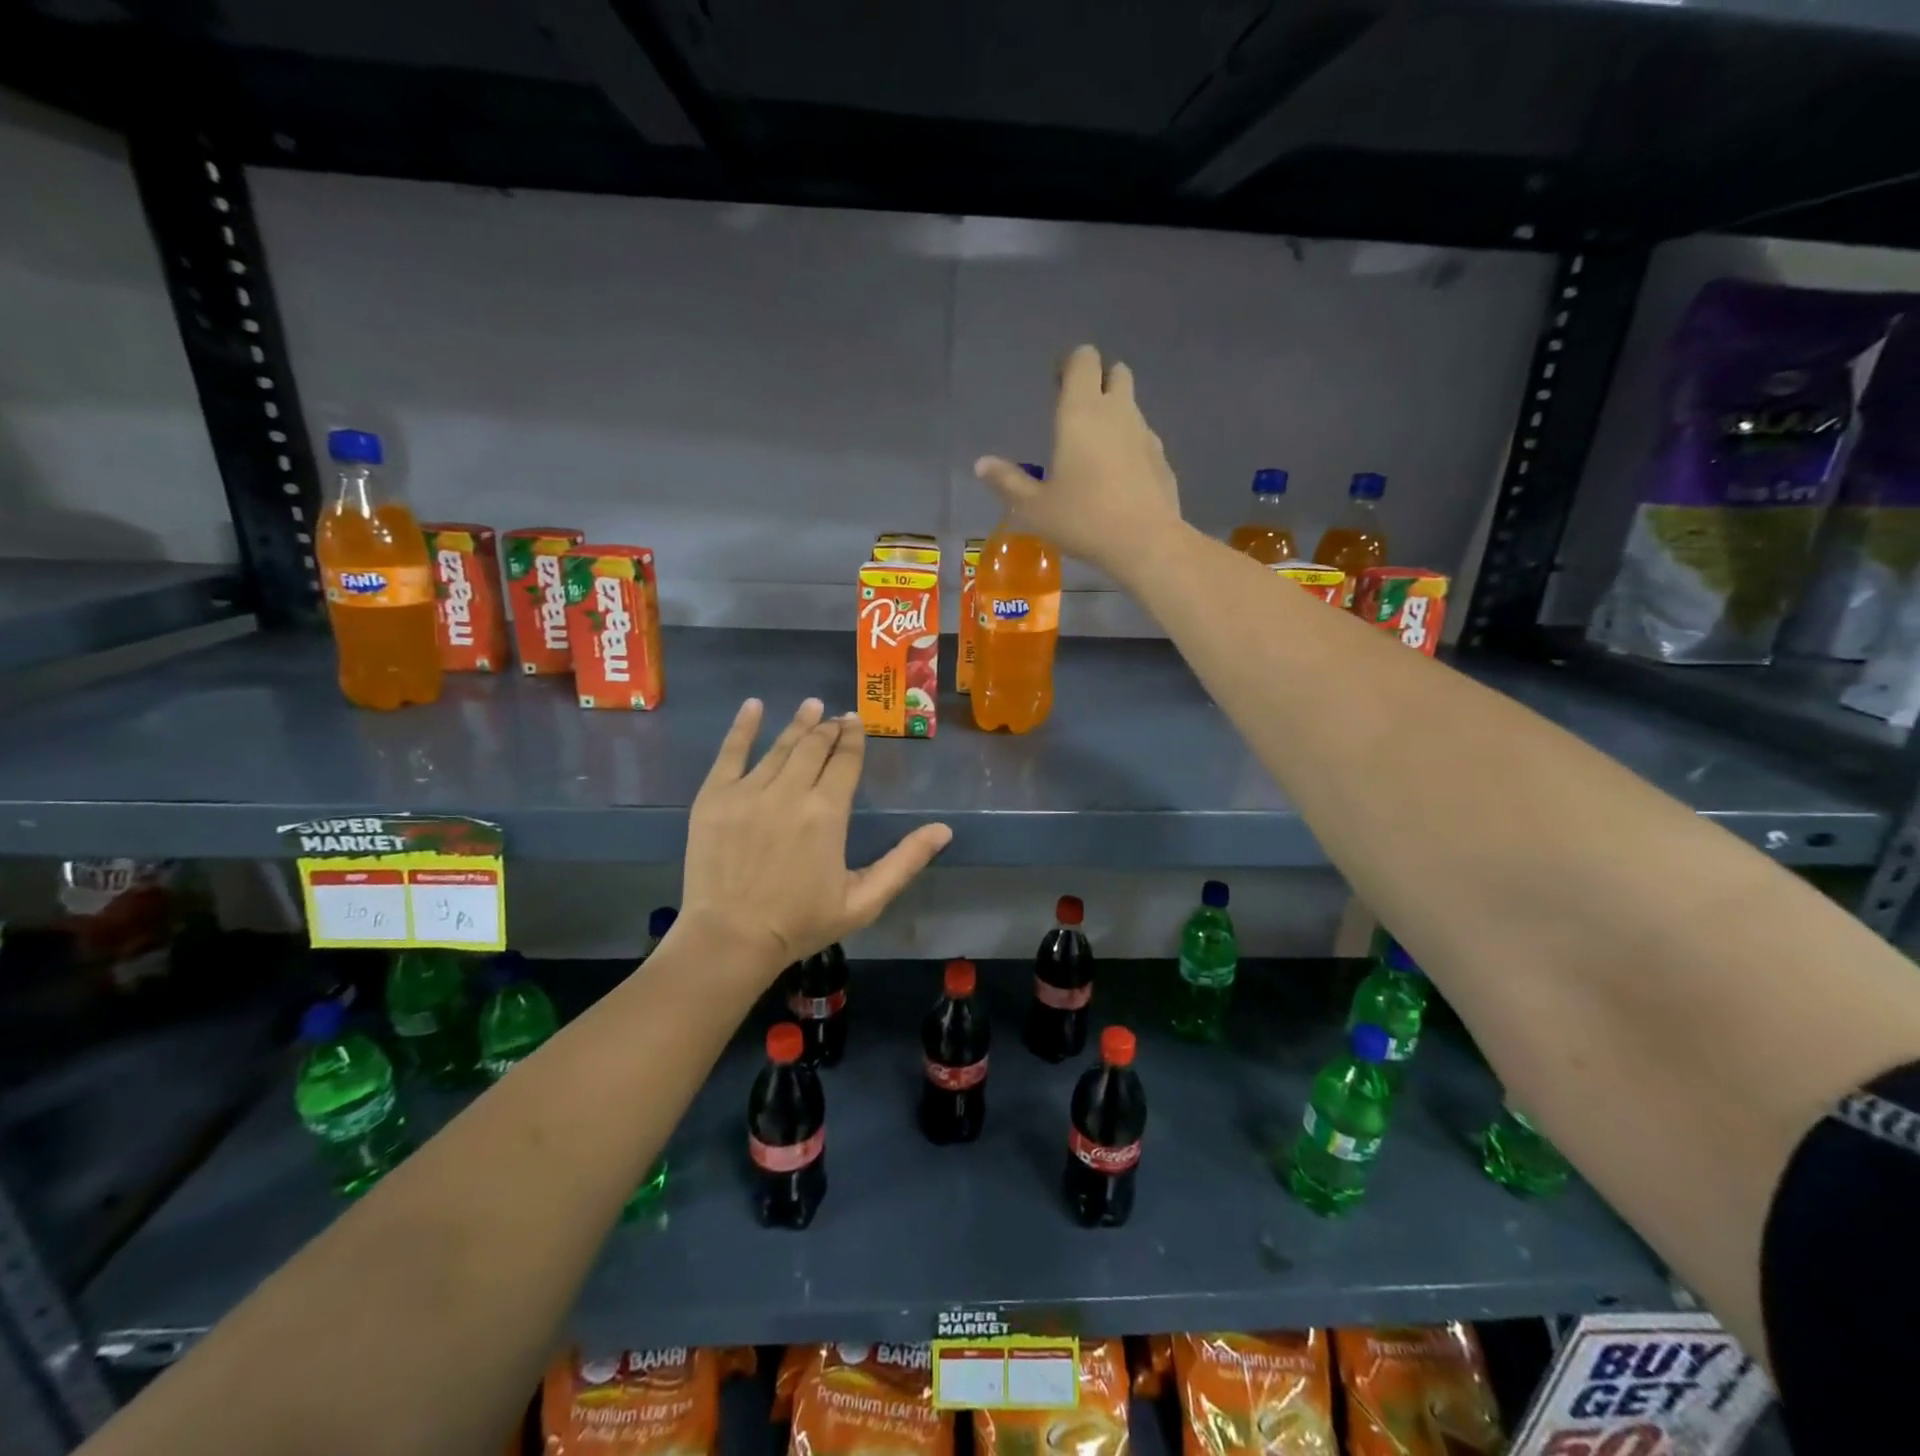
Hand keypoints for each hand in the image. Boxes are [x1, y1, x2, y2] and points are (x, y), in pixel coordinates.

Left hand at [678, 698, 951, 979]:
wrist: (731, 939)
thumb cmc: (801, 923)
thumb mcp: (864, 901)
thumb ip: (905, 862)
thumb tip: (943, 830)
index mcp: (827, 813)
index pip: (845, 761)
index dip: (853, 738)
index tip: (856, 722)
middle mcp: (790, 792)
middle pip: (813, 747)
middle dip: (828, 728)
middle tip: (836, 717)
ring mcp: (748, 791)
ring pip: (779, 747)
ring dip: (798, 724)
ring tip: (811, 705)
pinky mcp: (714, 797)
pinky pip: (730, 752)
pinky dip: (743, 727)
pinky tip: (754, 706)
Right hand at [974, 344, 1182, 582]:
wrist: (1145, 543)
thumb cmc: (1083, 519)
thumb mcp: (1035, 508)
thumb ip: (1008, 482)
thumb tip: (981, 464)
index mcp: (1082, 411)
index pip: (1083, 359)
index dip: (1070, 365)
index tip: (1056, 385)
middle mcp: (1117, 412)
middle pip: (1115, 372)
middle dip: (1098, 382)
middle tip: (1076, 413)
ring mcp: (1145, 433)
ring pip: (1131, 406)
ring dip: (1114, 415)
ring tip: (1094, 451)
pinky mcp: (1161, 458)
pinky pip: (1143, 438)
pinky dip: (1130, 445)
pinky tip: (1118, 477)